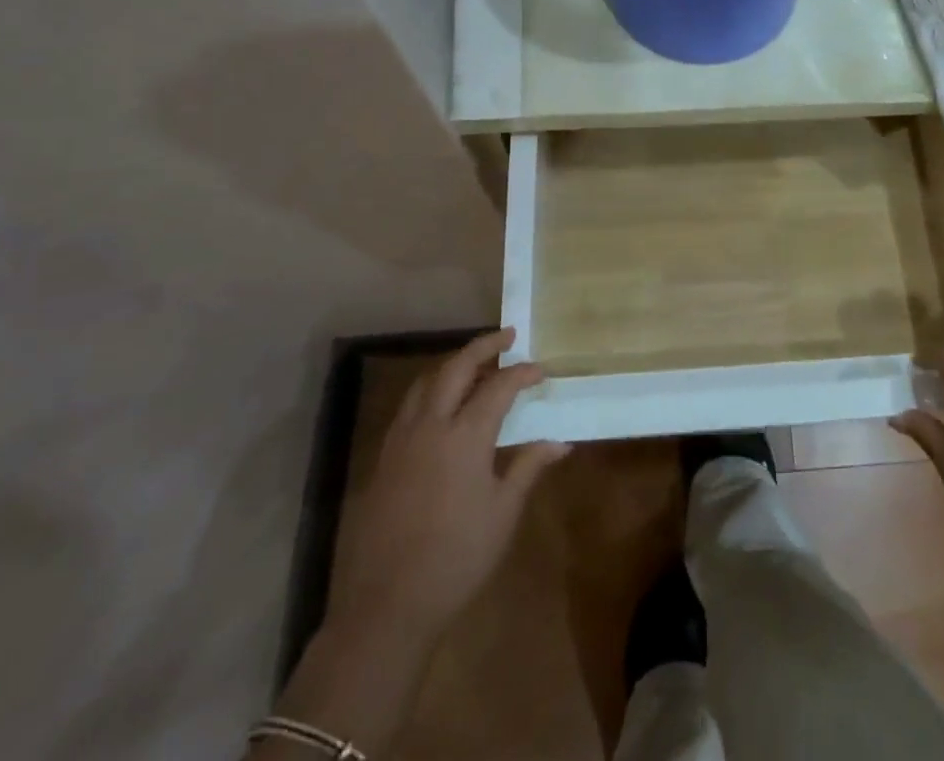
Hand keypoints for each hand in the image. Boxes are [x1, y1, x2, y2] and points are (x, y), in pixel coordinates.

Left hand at [332, 328, 568, 639]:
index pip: (498, 386)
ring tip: (475, 363)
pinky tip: (441, 405)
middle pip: (457, 368)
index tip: (541, 370)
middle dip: (484, 346)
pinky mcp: (383, 458)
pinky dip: (430, 390)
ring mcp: (402, 440)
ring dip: (453, 364)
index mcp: (465, 436)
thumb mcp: (503, 513)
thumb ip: (528, 467)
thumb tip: (560, 442)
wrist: (388, 605)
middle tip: (507, 337)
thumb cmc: (457, 558)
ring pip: (426, 381)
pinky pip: (409, 406)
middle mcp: (431, 425)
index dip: (522, 373)